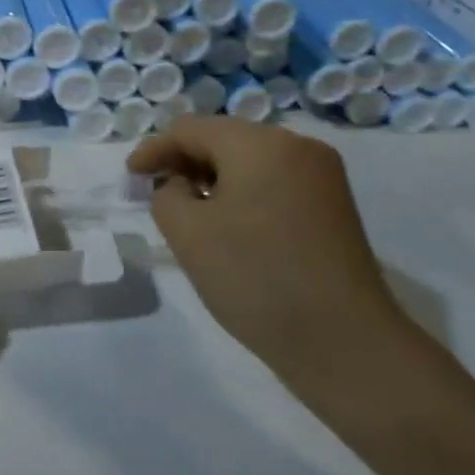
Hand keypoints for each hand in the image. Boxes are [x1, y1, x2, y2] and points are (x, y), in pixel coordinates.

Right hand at [127, 116, 410, 396]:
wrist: (345, 345)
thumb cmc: (256, 279)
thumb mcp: (188, 233)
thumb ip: (166, 194)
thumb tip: (181, 185)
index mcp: (260, 144)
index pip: (191, 130)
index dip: (153, 150)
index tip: (129, 178)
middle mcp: (296, 146)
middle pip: (223, 139)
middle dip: (184, 162)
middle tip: (154, 194)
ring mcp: (322, 175)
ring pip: (250, 160)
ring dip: (213, 178)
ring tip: (188, 211)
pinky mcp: (333, 205)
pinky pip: (274, 180)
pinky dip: (243, 191)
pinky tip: (229, 223)